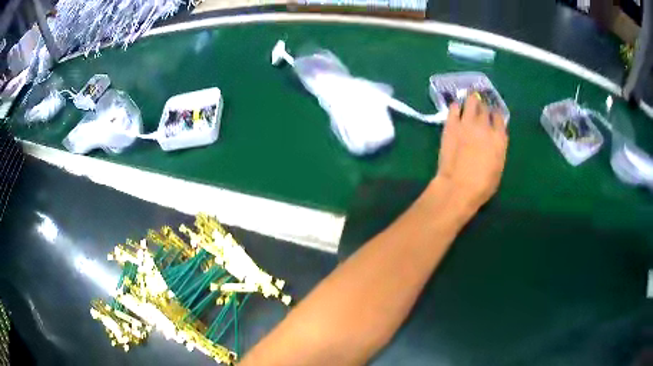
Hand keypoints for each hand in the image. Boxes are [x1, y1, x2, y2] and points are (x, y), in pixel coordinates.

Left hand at [435, 95, 507, 213]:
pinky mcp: (451, 124)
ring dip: (471, 101)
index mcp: (499, 138)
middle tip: (480, 110)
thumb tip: (494, 140)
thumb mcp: (498, 168)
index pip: (499, 117)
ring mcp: (467, 123)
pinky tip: (457, 109)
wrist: (458, 186)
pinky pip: (454, 108)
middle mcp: (485, 126)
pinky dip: (457, 107)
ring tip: (469, 103)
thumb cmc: (482, 185)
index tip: (492, 117)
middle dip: (483, 107)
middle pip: (485, 107)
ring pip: (471, 102)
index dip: (495, 115)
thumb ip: (497, 149)